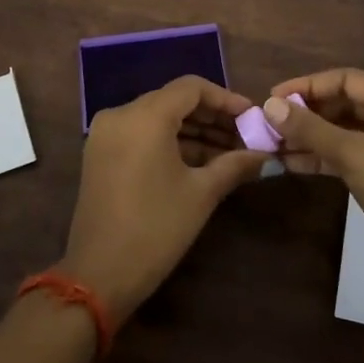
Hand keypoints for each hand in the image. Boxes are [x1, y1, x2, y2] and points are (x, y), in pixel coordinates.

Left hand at [60, 76, 268, 321]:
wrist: (99, 275)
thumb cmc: (156, 228)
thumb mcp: (201, 194)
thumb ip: (234, 165)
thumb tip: (265, 155)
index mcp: (144, 116)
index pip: (191, 88)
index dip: (225, 99)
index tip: (251, 117)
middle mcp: (121, 114)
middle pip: (174, 101)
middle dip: (211, 117)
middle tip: (245, 136)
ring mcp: (106, 134)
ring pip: (158, 118)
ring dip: (193, 131)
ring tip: (229, 152)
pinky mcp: (100, 154)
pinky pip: (141, 134)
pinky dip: (169, 142)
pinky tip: (200, 162)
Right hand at [265, 69, 363, 303]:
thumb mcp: (352, 154)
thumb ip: (310, 128)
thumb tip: (270, 105)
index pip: (346, 79)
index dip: (307, 86)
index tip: (273, 97)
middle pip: (346, 103)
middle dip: (308, 112)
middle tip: (271, 123)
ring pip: (347, 131)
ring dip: (313, 136)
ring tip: (275, 144)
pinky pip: (352, 154)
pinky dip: (326, 157)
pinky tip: (294, 164)